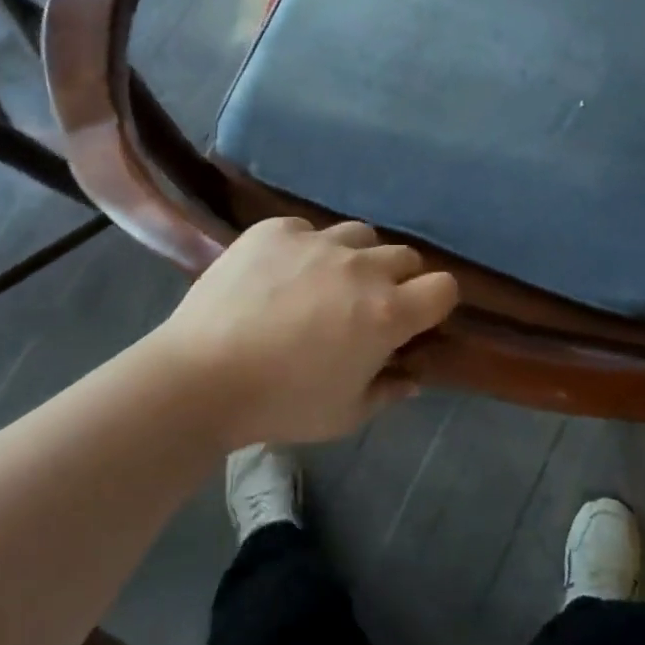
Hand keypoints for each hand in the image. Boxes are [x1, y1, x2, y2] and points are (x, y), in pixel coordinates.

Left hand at [155, 218, 458, 448]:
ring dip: (356, 258)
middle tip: (367, 307)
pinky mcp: (276, 230)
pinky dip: (305, 249)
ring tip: (326, 282)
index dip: (436, 303)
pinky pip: (307, 229)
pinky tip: (280, 274)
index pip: (444, 287)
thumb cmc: (281, 404)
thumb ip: (388, 391)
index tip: (417, 320)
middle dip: (398, 280)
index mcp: (386, 313)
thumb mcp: (346, 414)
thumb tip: (411, 377)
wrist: (200, 377)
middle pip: (405, 256)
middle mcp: (361, 268)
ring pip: (360, 235)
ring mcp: (317, 241)